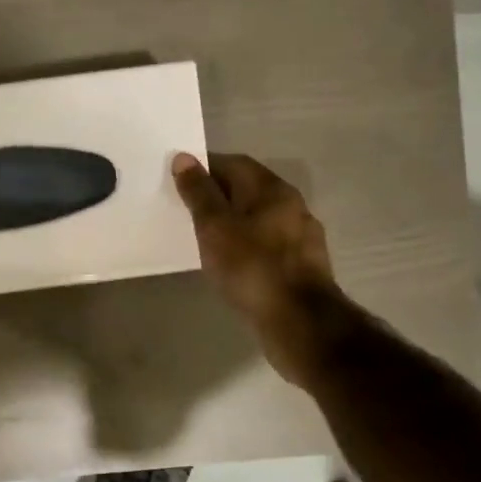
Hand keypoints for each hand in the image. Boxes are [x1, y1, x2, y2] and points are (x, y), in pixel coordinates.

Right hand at [172, 151, 339, 386]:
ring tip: (204, 236)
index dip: (205, 167)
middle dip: (218, 195)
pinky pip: (266, 245)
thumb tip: (184, 158)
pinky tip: (230, 262)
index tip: (179, 179)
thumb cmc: (252, 267)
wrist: (299, 323)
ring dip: (233, 222)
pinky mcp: (301, 267)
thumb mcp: (215, 227)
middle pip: (249, 190)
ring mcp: (301, 238)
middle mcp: (292, 206)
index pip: (235, 163)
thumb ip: (199, 193)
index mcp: (273, 190)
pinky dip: (246, 245)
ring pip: (259, 219)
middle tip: (186, 208)